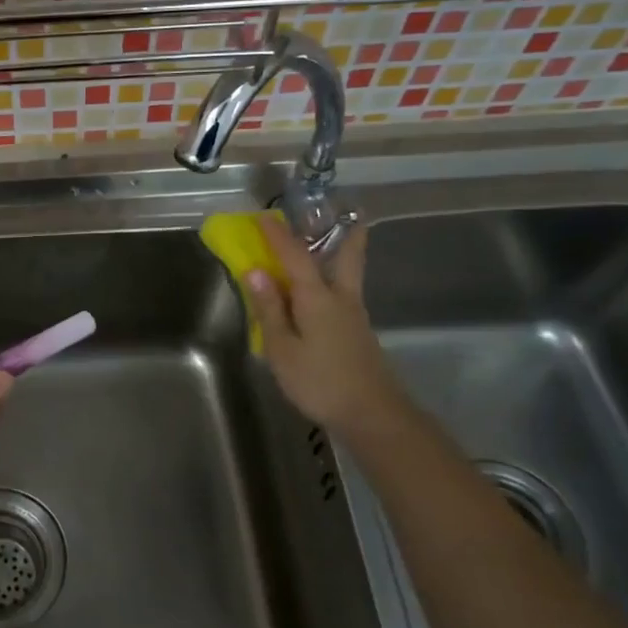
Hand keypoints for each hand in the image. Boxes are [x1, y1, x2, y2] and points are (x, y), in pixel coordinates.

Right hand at [243, 215, 416, 441]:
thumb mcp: (283, 348)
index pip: (295, 256)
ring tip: (329, 244)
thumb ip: (269, 309)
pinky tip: (321, 293)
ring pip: (348, 274)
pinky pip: (344, 294)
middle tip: (347, 212)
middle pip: (347, 256)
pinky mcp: (359, 333)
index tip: (265, 216)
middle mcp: (341, 298)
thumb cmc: (320, 381)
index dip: (278, 236)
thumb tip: (255, 271)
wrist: (372, 415)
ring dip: (341, 253)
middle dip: (345, 232)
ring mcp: (355, 316)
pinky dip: (333, 280)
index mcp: (317, 297)